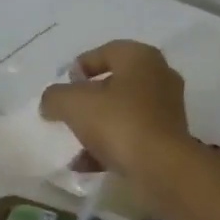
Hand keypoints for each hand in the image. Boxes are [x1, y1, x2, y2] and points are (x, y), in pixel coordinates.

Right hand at [39, 40, 191, 176]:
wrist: (161, 168)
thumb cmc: (118, 122)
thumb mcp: (73, 103)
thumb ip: (55, 97)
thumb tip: (51, 102)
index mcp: (141, 58)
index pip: (105, 51)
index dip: (79, 67)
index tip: (62, 86)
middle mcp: (159, 78)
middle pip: (115, 83)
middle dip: (89, 99)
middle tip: (68, 112)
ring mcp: (167, 110)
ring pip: (122, 113)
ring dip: (97, 127)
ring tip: (73, 143)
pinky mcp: (168, 140)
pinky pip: (131, 137)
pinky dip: (109, 147)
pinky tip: (85, 165)